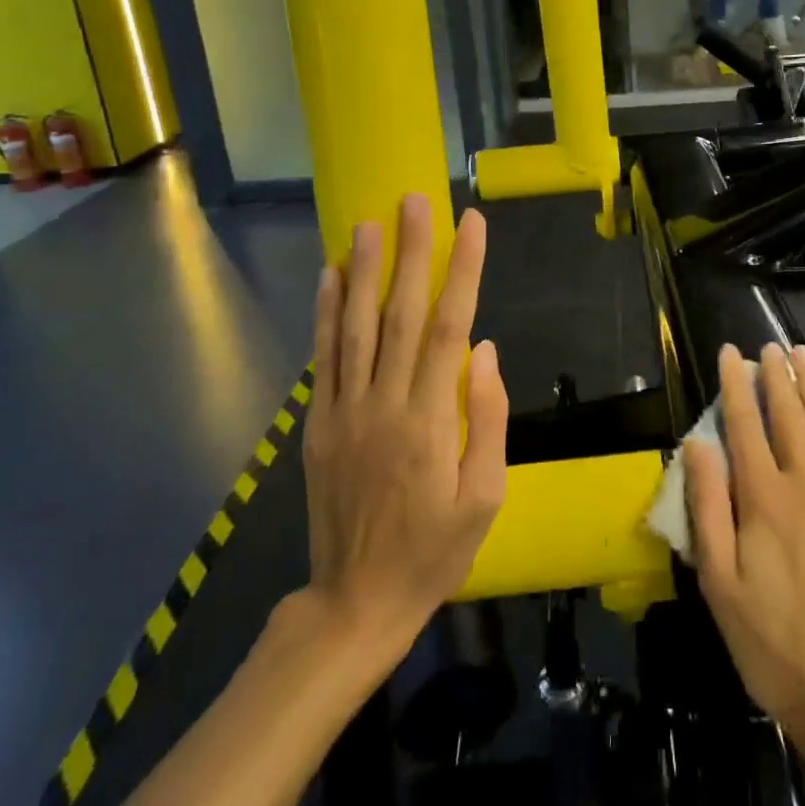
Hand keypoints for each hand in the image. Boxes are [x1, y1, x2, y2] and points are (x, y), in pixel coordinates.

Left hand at [300, 194, 507, 658]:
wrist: (356, 603)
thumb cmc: (436, 550)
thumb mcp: (486, 496)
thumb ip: (486, 418)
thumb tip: (485, 350)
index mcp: (429, 419)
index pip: (448, 327)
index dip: (461, 271)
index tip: (470, 225)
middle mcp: (383, 403)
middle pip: (399, 313)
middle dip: (410, 252)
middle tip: (413, 201)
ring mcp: (344, 411)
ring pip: (353, 327)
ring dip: (361, 270)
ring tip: (365, 223)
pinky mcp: (317, 425)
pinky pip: (323, 359)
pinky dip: (325, 315)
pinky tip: (328, 278)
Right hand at [684, 343, 804, 759]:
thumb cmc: (779, 648)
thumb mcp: (721, 586)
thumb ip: (708, 509)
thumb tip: (698, 445)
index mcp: (763, 498)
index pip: (744, 425)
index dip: (735, 385)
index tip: (730, 352)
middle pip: (788, 416)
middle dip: (775, 375)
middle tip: (768, 345)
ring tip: (801, 353)